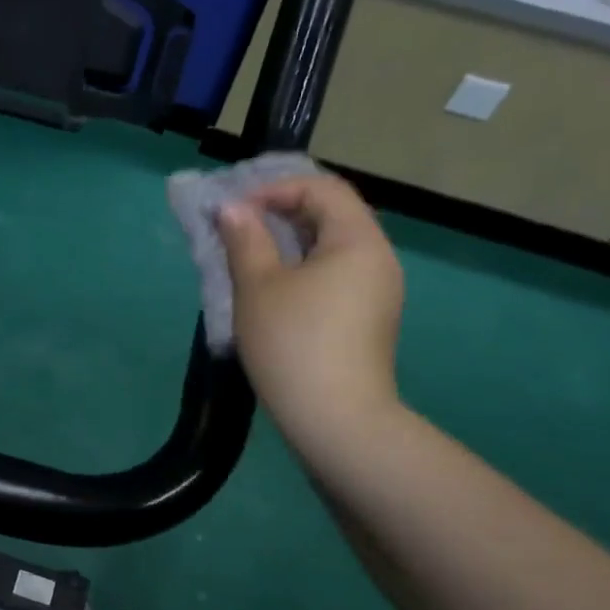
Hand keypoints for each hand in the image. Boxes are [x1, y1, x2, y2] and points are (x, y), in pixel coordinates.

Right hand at [217, 174, 404, 451]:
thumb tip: (231, 209)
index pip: (322, 188)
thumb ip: (245, 239)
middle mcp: (378, 258)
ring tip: (250, 256)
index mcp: (358, 241)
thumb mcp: (257, 286)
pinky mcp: (369, 318)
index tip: (235, 212)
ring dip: (290, 241)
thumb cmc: (293, 343)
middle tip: (238, 229)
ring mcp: (378, 291)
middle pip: (332, 214)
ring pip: (333, 246)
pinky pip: (337, 274)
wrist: (336, 421)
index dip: (275, 189)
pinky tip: (274, 289)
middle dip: (281, 212)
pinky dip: (304, 267)